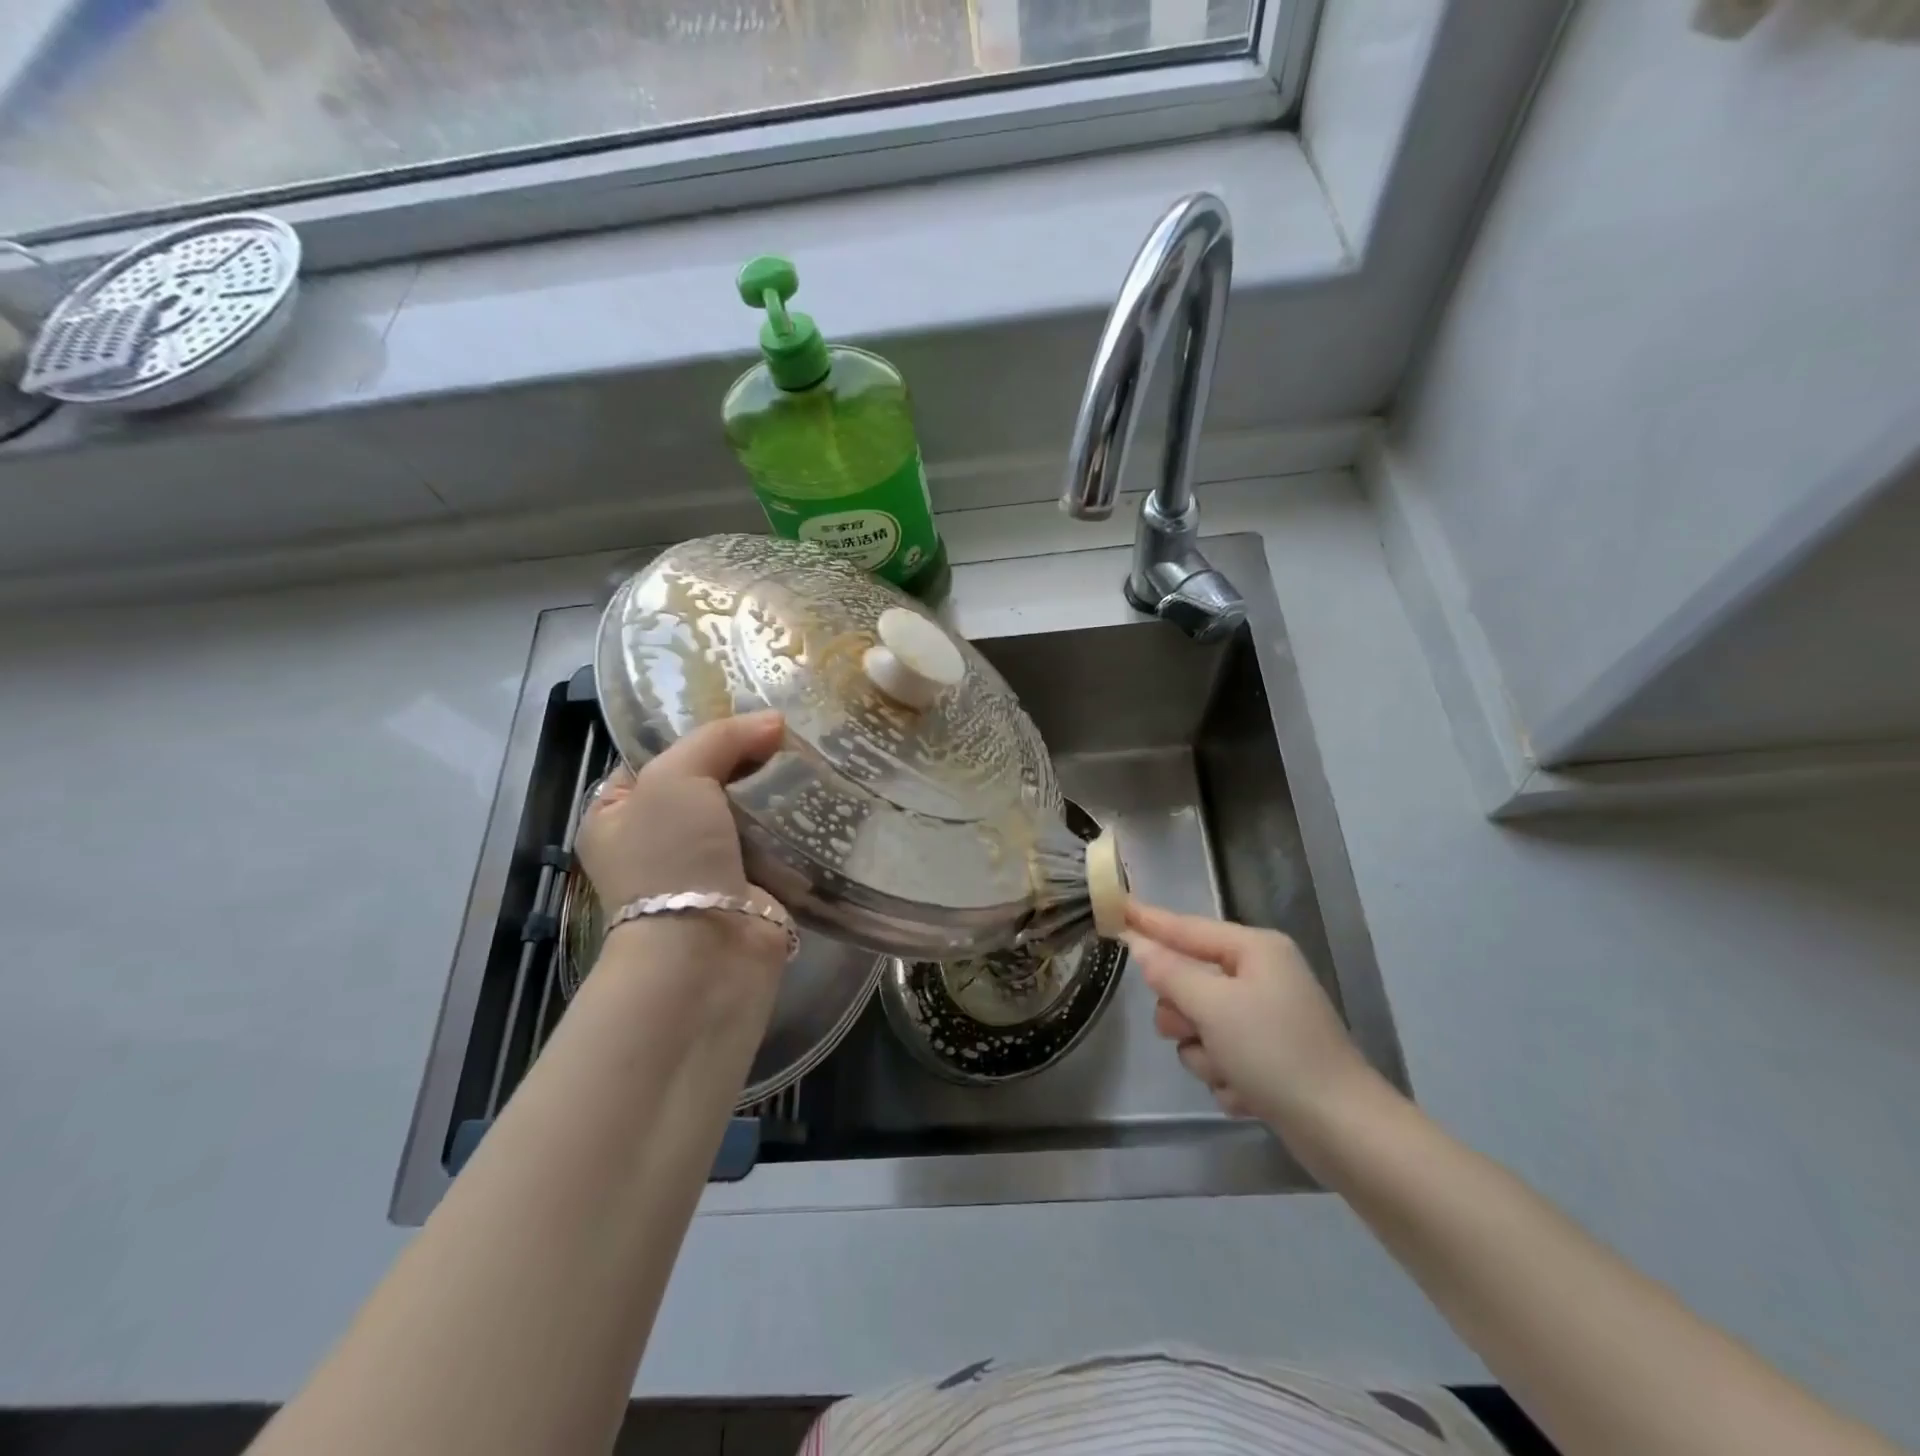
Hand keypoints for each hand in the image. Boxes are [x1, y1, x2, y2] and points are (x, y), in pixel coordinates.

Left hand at [577, 710, 789, 970]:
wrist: (706, 950)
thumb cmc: (671, 858)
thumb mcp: (675, 778)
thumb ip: (720, 739)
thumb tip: (774, 721)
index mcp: (617, 812)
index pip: (658, 754)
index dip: (699, 731)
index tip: (744, 712)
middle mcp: (657, 838)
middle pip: (707, 780)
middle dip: (744, 759)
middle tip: (785, 732)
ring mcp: (705, 864)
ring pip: (744, 809)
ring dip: (772, 790)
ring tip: (810, 755)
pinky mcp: (750, 883)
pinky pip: (773, 840)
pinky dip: (792, 822)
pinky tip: (818, 795)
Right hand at [1125, 901, 1386, 1148]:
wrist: (1344, 1131)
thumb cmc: (1276, 1053)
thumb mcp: (1214, 1007)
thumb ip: (1170, 972)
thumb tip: (1140, 944)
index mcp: (1253, 950)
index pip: (1185, 927)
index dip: (1147, 920)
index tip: (1114, 907)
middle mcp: (1258, 976)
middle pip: (1187, 981)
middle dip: (1184, 1014)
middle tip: (1195, 1031)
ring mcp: (1263, 1018)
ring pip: (1197, 1025)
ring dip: (1205, 1054)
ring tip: (1231, 1073)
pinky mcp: (1266, 1057)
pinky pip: (1219, 1056)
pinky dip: (1226, 1077)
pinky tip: (1249, 1096)